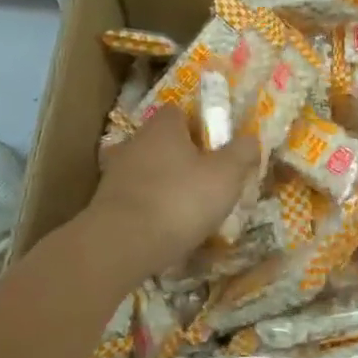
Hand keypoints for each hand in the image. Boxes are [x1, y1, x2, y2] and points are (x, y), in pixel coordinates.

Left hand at [88, 108, 261, 274]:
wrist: (121, 245)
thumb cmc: (180, 200)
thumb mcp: (226, 175)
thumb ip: (242, 152)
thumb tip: (251, 138)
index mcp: (163, 126)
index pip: (181, 112)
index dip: (201, 127)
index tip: (218, 148)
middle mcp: (135, 141)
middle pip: (164, 142)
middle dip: (184, 158)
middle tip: (208, 181)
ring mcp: (116, 173)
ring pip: (149, 170)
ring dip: (166, 184)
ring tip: (189, 210)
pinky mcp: (106, 203)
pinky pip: (137, 197)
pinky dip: (151, 207)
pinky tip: (166, 229)